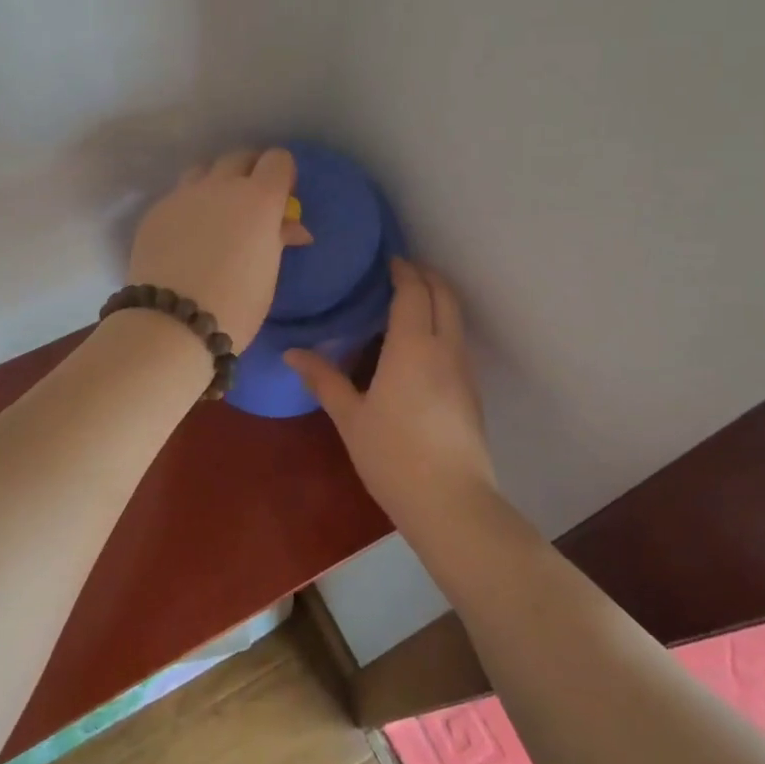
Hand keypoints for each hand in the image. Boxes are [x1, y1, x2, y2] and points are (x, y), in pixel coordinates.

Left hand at [127, 148, 313, 350]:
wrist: (172, 323)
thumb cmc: (236, 305)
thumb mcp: (268, 273)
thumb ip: (277, 239)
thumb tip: (290, 227)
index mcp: (258, 199)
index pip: (277, 160)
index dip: (282, 174)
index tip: (282, 196)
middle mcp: (221, 186)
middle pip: (239, 157)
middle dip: (249, 172)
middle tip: (251, 202)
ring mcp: (183, 195)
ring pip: (204, 170)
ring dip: (215, 183)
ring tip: (215, 213)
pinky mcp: (156, 211)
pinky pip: (177, 196)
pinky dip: (188, 206)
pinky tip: (185, 235)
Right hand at [286, 258, 496, 521]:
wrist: (452, 503)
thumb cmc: (393, 456)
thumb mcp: (350, 417)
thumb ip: (323, 379)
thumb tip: (292, 353)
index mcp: (413, 346)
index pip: (413, 291)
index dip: (403, 270)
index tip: (387, 260)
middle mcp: (445, 348)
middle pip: (445, 295)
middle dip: (426, 276)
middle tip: (400, 271)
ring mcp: (465, 371)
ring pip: (456, 318)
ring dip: (437, 299)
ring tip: (408, 302)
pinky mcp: (472, 392)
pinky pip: (458, 341)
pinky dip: (442, 325)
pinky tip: (420, 346)